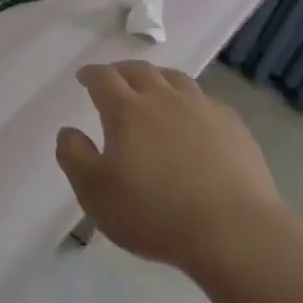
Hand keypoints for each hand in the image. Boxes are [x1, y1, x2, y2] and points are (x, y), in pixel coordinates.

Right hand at [55, 62, 292, 275]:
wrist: (234, 232)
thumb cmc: (154, 214)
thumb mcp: (95, 193)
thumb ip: (74, 157)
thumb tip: (69, 131)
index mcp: (127, 111)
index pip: (103, 79)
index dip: (91, 74)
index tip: (83, 77)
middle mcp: (164, 99)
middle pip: (140, 71)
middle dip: (122, 71)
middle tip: (114, 78)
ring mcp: (203, 109)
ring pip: (176, 79)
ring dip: (157, 78)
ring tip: (152, 89)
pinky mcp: (234, 127)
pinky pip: (205, 100)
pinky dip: (190, 100)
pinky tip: (192, 117)